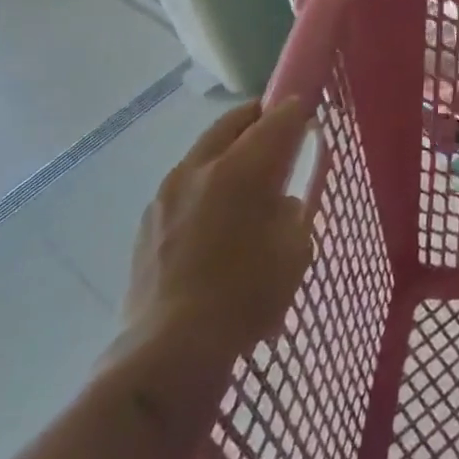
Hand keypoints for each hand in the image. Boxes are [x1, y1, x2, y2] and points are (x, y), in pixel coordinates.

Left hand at [103, 98, 314, 431]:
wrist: (171, 349)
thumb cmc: (247, 294)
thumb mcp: (295, 249)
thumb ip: (292, 211)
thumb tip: (280, 200)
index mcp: (241, 167)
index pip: (277, 117)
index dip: (298, 110)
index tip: (310, 112)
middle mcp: (200, 168)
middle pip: (233, 121)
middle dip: (259, 118)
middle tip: (280, 129)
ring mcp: (167, 193)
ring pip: (204, 151)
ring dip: (229, 151)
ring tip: (247, 175)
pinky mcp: (147, 222)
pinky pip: (185, 185)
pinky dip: (206, 184)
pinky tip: (216, 215)